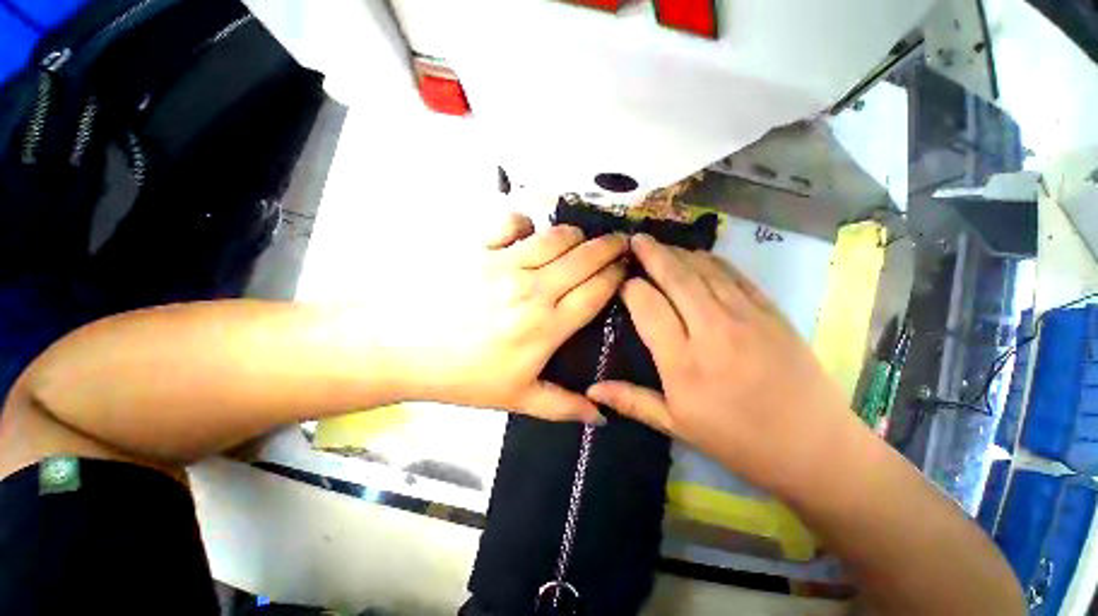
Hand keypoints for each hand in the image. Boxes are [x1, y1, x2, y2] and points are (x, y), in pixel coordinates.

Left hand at [393, 213, 626, 422]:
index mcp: (546, 326)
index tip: (628, 269)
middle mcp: (533, 289)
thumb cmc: (460, 376)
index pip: (597, 291)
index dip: (618, 276)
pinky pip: (513, 223)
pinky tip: (528, 234)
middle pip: (585, 257)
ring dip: (577, 235)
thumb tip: (601, 418)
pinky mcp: (477, 246)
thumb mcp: (515, 399)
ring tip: (582, 240)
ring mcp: (504, 263)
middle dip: (610, 247)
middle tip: (621, 243)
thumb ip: (563, 407)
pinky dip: (527, 224)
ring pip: (556, 237)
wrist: (398, 347)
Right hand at [586, 234, 852, 492]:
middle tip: (635, 239)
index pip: (648, 306)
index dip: (631, 288)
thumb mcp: (676, 426)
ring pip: (704, 270)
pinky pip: (734, 274)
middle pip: (676, 277)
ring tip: (660, 245)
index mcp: (683, 363)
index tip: (622, 282)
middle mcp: (712, 331)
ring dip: (678, 252)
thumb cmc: (737, 441)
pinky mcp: (771, 311)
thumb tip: (591, 389)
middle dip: (652, 254)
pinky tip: (697, 256)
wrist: (813, 447)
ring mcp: (746, 316)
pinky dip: (711, 260)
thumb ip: (631, 401)